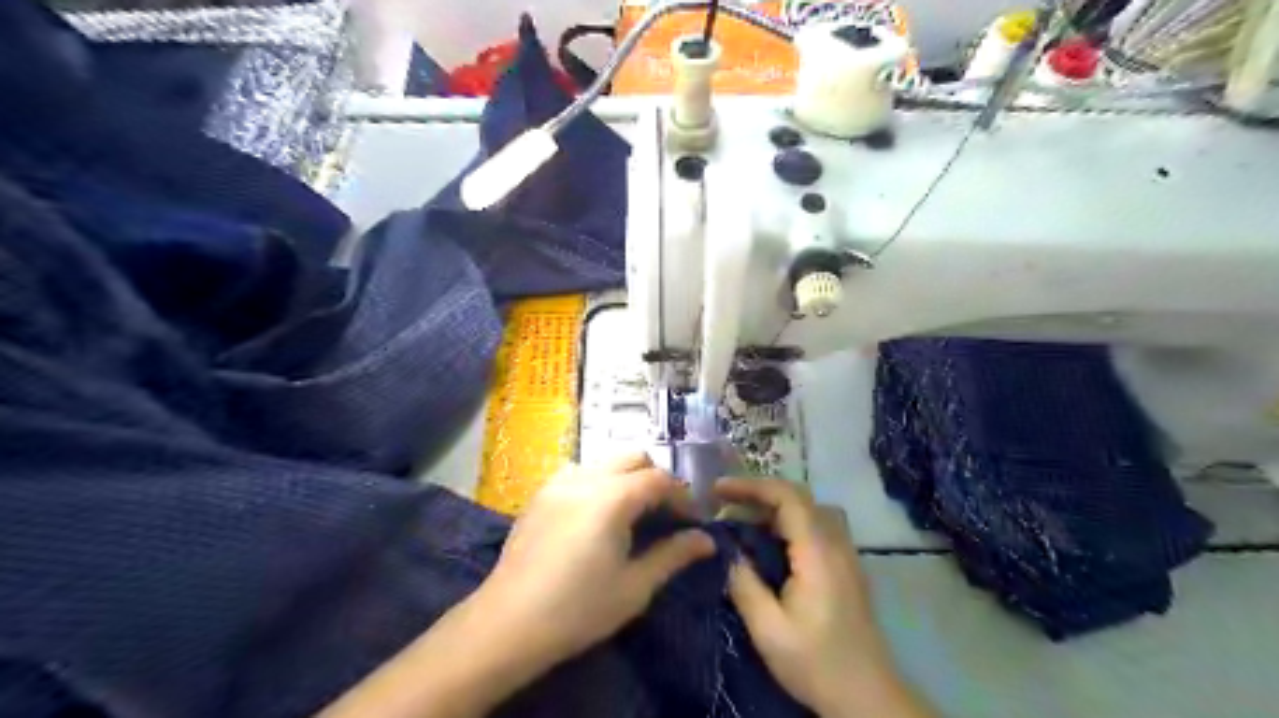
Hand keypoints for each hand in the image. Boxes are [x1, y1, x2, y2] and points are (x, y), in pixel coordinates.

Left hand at [323, 453, 718, 716]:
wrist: (508, 623)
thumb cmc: (579, 609)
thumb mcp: (635, 586)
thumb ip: (673, 555)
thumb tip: (707, 540)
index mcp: (613, 497)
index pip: (660, 480)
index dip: (682, 497)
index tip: (692, 522)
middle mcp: (586, 477)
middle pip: (634, 458)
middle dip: (656, 479)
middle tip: (664, 514)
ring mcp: (559, 482)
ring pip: (605, 460)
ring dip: (626, 476)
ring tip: (632, 512)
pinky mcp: (540, 493)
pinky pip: (579, 471)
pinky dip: (599, 481)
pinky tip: (596, 514)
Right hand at [719, 478, 931, 716]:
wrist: (867, 697)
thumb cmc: (816, 663)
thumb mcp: (769, 630)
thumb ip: (745, 585)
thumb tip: (726, 551)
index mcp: (817, 553)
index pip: (787, 496)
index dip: (751, 485)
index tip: (717, 490)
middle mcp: (835, 544)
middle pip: (798, 497)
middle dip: (758, 493)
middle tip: (724, 505)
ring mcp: (845, 554)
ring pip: (809, 509)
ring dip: (774, 506)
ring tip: (743, 521)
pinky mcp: (845, 566)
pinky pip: (815, 526)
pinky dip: (787, 522)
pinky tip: (768, 544)